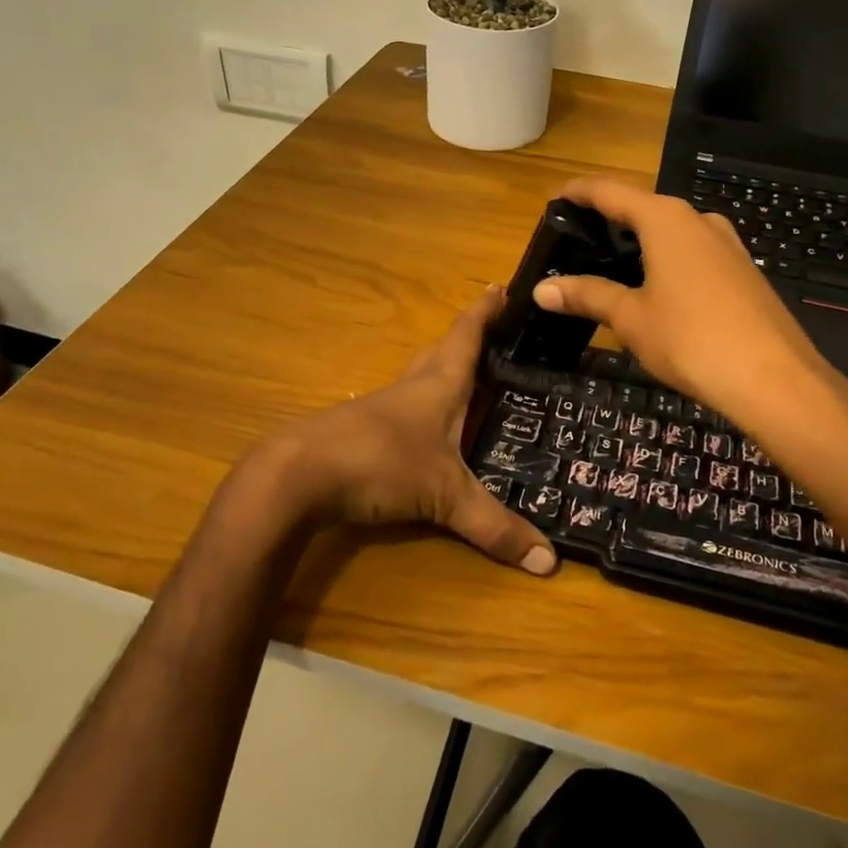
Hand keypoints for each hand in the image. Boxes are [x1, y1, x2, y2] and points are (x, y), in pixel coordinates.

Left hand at [220, 287, 556, 575]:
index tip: (502, 286)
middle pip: (441, 351)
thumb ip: (495, 527)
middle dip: (467, 339)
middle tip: (494, 336)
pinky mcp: (361, 431)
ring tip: (468, 381)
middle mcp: (411, 387)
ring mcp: (381, 407)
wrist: (298, 475)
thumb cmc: (381, 463)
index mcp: (439, 384)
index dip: (486, 311)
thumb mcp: (445, 497)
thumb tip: (549, 561)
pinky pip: (401, 410)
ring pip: (419, 378)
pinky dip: (421, 409)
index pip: (467, 335)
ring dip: (442, 373)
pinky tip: (425, 431)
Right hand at [531, 177, 834, 428]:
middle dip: (610, 221)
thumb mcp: (630, 317)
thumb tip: (541, 290)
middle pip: (643, 208)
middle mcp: (698, 220)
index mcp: (665, 219)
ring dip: (642, 242)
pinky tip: (659, 290)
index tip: (555, 200)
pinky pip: (695, 253)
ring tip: (613, 267)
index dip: (579, 193)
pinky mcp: (744, 269)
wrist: (774, 378)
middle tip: (578, 243)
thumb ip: (587, 295)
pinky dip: (668, 260)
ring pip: (673, 232)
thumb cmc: (690, 339)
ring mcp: (727, 243)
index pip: (610, 191)